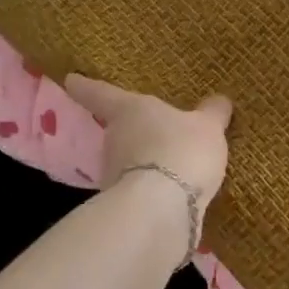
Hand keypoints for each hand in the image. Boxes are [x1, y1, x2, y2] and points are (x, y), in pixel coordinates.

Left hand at [64, 75, 232, 208]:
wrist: (161, 208)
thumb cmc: (181, 150)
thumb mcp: (207, 127)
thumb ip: (212, 114)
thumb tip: (219, 100)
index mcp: (129, 109)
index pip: (100, 93)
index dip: (85, 86)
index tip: (70, 80)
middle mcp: (113, 139)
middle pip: (117, 131)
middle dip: (131, 132)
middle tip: (151, 130)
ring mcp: (113, 174)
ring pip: (127, 162)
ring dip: (143, 164)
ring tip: (170, 166)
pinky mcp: (122, 205)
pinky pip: (140, 189)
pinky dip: (152, 190)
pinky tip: (173, 194)